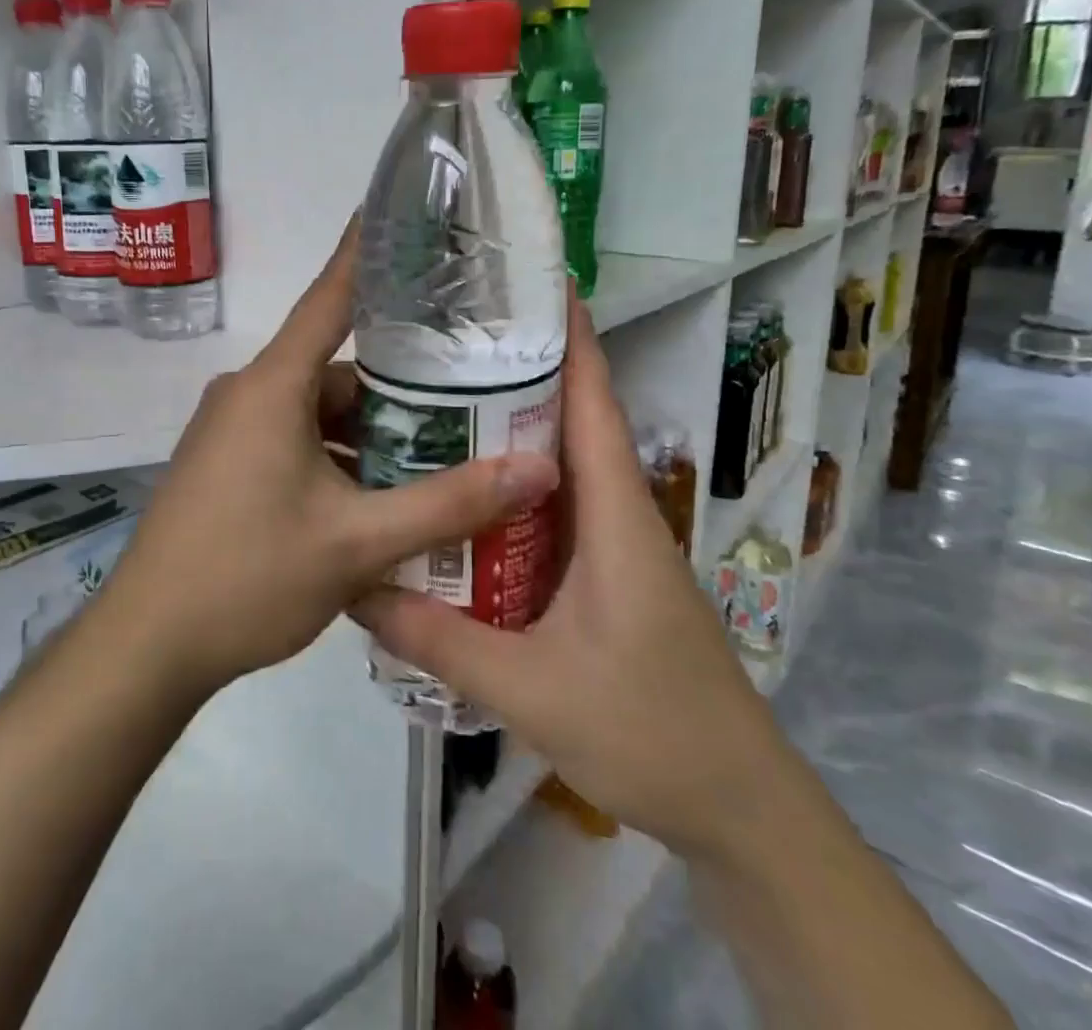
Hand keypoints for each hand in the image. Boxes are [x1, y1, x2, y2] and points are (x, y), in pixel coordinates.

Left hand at [103, 224, 560, 697]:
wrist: (148, 643)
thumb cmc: (248, 577)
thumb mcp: (357, 544)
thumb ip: (448, 505)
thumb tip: (536, 470)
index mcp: (272, 386)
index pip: (331, 297)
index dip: (368, 253)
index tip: (406, 216)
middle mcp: (248, 394)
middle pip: (338, 370)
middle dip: (401, 385)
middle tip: (472, 391)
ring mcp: (232, 430)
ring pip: (319, 413)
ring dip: (372, 435)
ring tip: (443, 454)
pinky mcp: (226, 464)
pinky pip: (295, 442)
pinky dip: (338, 460)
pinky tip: (383, 497)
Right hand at [354, 298, 790, 861]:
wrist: (736, 808)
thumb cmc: (649, 731)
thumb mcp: (531, 688)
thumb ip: (440, 639)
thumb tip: (356, 588)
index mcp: (615, 516)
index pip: (594, 404)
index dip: (572, 339)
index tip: (533, 284)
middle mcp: (616, 515)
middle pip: (570, 422)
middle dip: (519, 372)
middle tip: (443, 344)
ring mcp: (613, 547)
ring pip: (558, 469)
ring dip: (510, 432)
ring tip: (436, 405)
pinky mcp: (604, 578)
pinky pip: (551, 514)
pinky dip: (511, 492)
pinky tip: (462, 501)